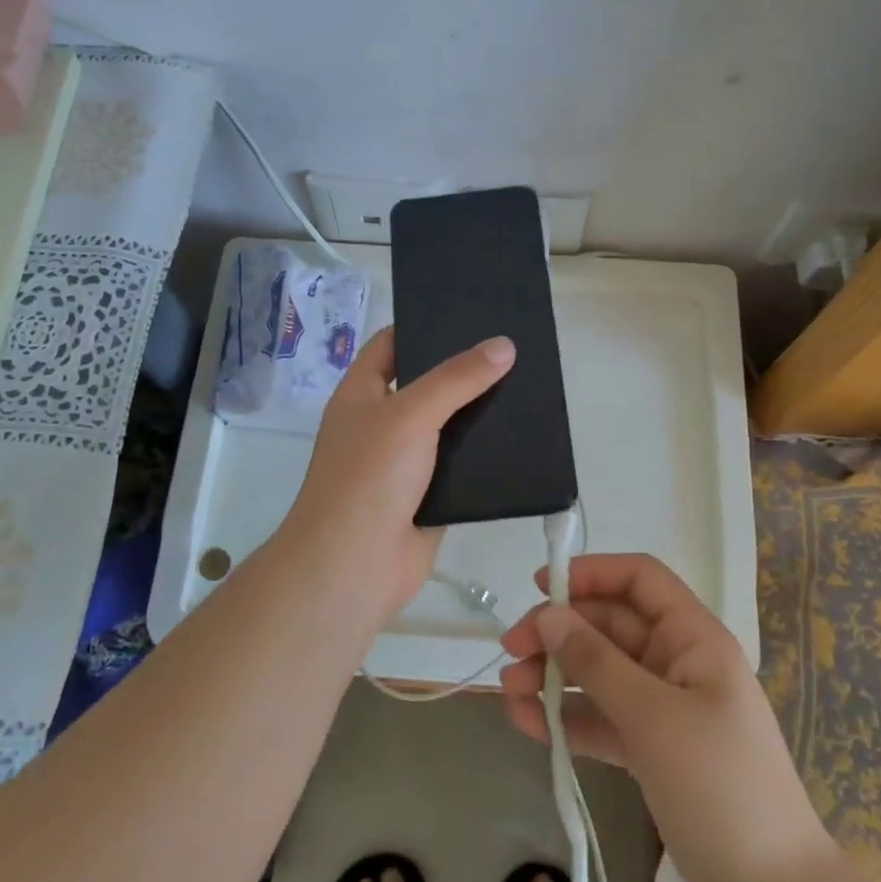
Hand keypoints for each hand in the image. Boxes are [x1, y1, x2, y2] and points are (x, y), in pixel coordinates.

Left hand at [275, 326, 514, 618]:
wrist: (353, 567)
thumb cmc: (368, 477)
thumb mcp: (410, 414)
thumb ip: (456, 379)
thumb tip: (503, 345)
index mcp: (362, 394)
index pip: (391, 344)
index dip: (424, 325)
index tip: (469, 314)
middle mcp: (381, 423)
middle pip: (426, 384)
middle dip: (463, 370)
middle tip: (512, 348)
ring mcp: (405, 462)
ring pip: (448, 427)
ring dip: (480, 414)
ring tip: (527, 387)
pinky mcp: (430, 496)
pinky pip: (462, 467)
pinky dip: (486, 456)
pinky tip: (522, 439)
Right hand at [498, 554, 829, 881]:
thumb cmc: (720, 785)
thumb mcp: (654, 718)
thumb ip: (597, 663)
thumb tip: (549, 615)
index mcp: (693, 638)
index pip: (640, 580)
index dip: (592, 573)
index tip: (541, 587)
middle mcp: (676, 662)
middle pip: (609, 625)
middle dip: (559, 632)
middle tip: (511, 650)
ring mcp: (663, 706)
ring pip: (599, 672)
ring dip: (554, 676)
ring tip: (510, 692)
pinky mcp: (650, 748)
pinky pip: (601, 717)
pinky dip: (567, 718)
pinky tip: (528, 723)